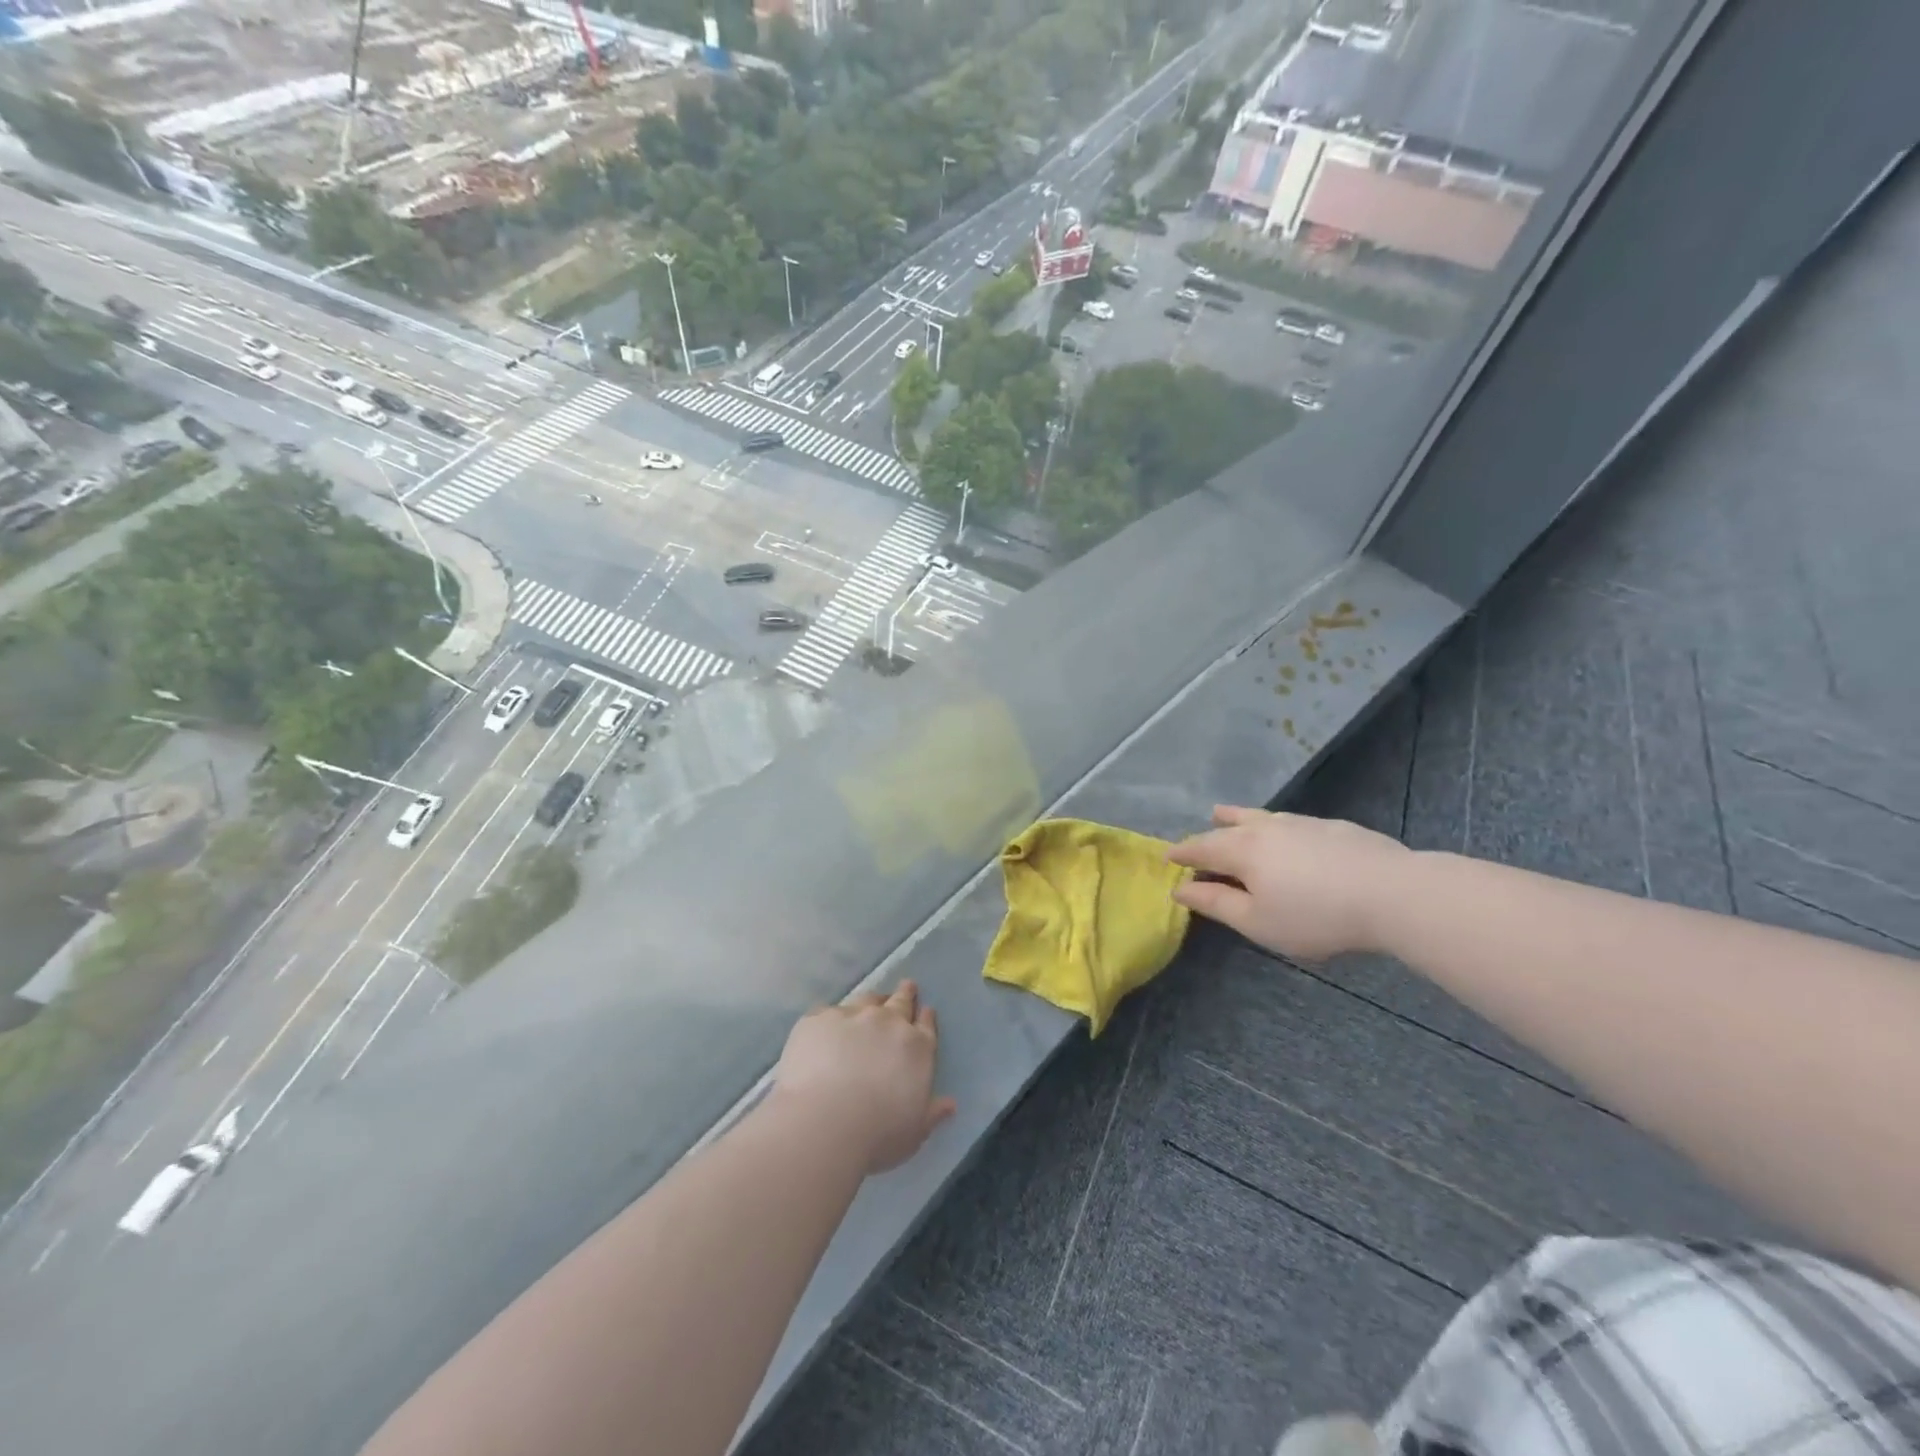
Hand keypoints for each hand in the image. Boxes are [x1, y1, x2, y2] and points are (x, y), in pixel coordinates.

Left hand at [773, 981, 956, 1174]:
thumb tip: (950, 1104)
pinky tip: (827, 1028)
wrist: (825, 1121)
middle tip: (907, 986)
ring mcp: (852, 1016)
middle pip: (900, 1002)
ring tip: (870, 1003)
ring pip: (867, 1000)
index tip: (926, 1010)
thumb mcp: (915, 1131)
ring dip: (872, 1001)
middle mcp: (888, 1023)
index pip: (926, 1026)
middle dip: (905, 994)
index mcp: (917, 1048)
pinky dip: (832, 1019)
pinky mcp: (819, 1019)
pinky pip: (828, 1012)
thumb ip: (932, 1112)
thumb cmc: (878, 1134)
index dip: (926, 1018)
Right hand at [1166, 806, 1412, 961]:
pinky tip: (1283, 834)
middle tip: (1194, 842)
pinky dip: (1272, 825)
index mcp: (1242, 850)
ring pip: (1259, 816)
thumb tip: (1181, 889)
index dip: (1182, 853)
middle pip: (1227, 827)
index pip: (1201, 847)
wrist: (1394, 893)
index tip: (1167, 857)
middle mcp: (1266, 827)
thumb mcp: (1258, 922)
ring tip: (1223, 815)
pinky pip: (1288, 821)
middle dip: (1206, 834)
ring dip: (1236, 818)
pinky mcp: (1333, 826)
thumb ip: (1217, 903)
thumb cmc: (1316, 915)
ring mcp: (1302, 823)